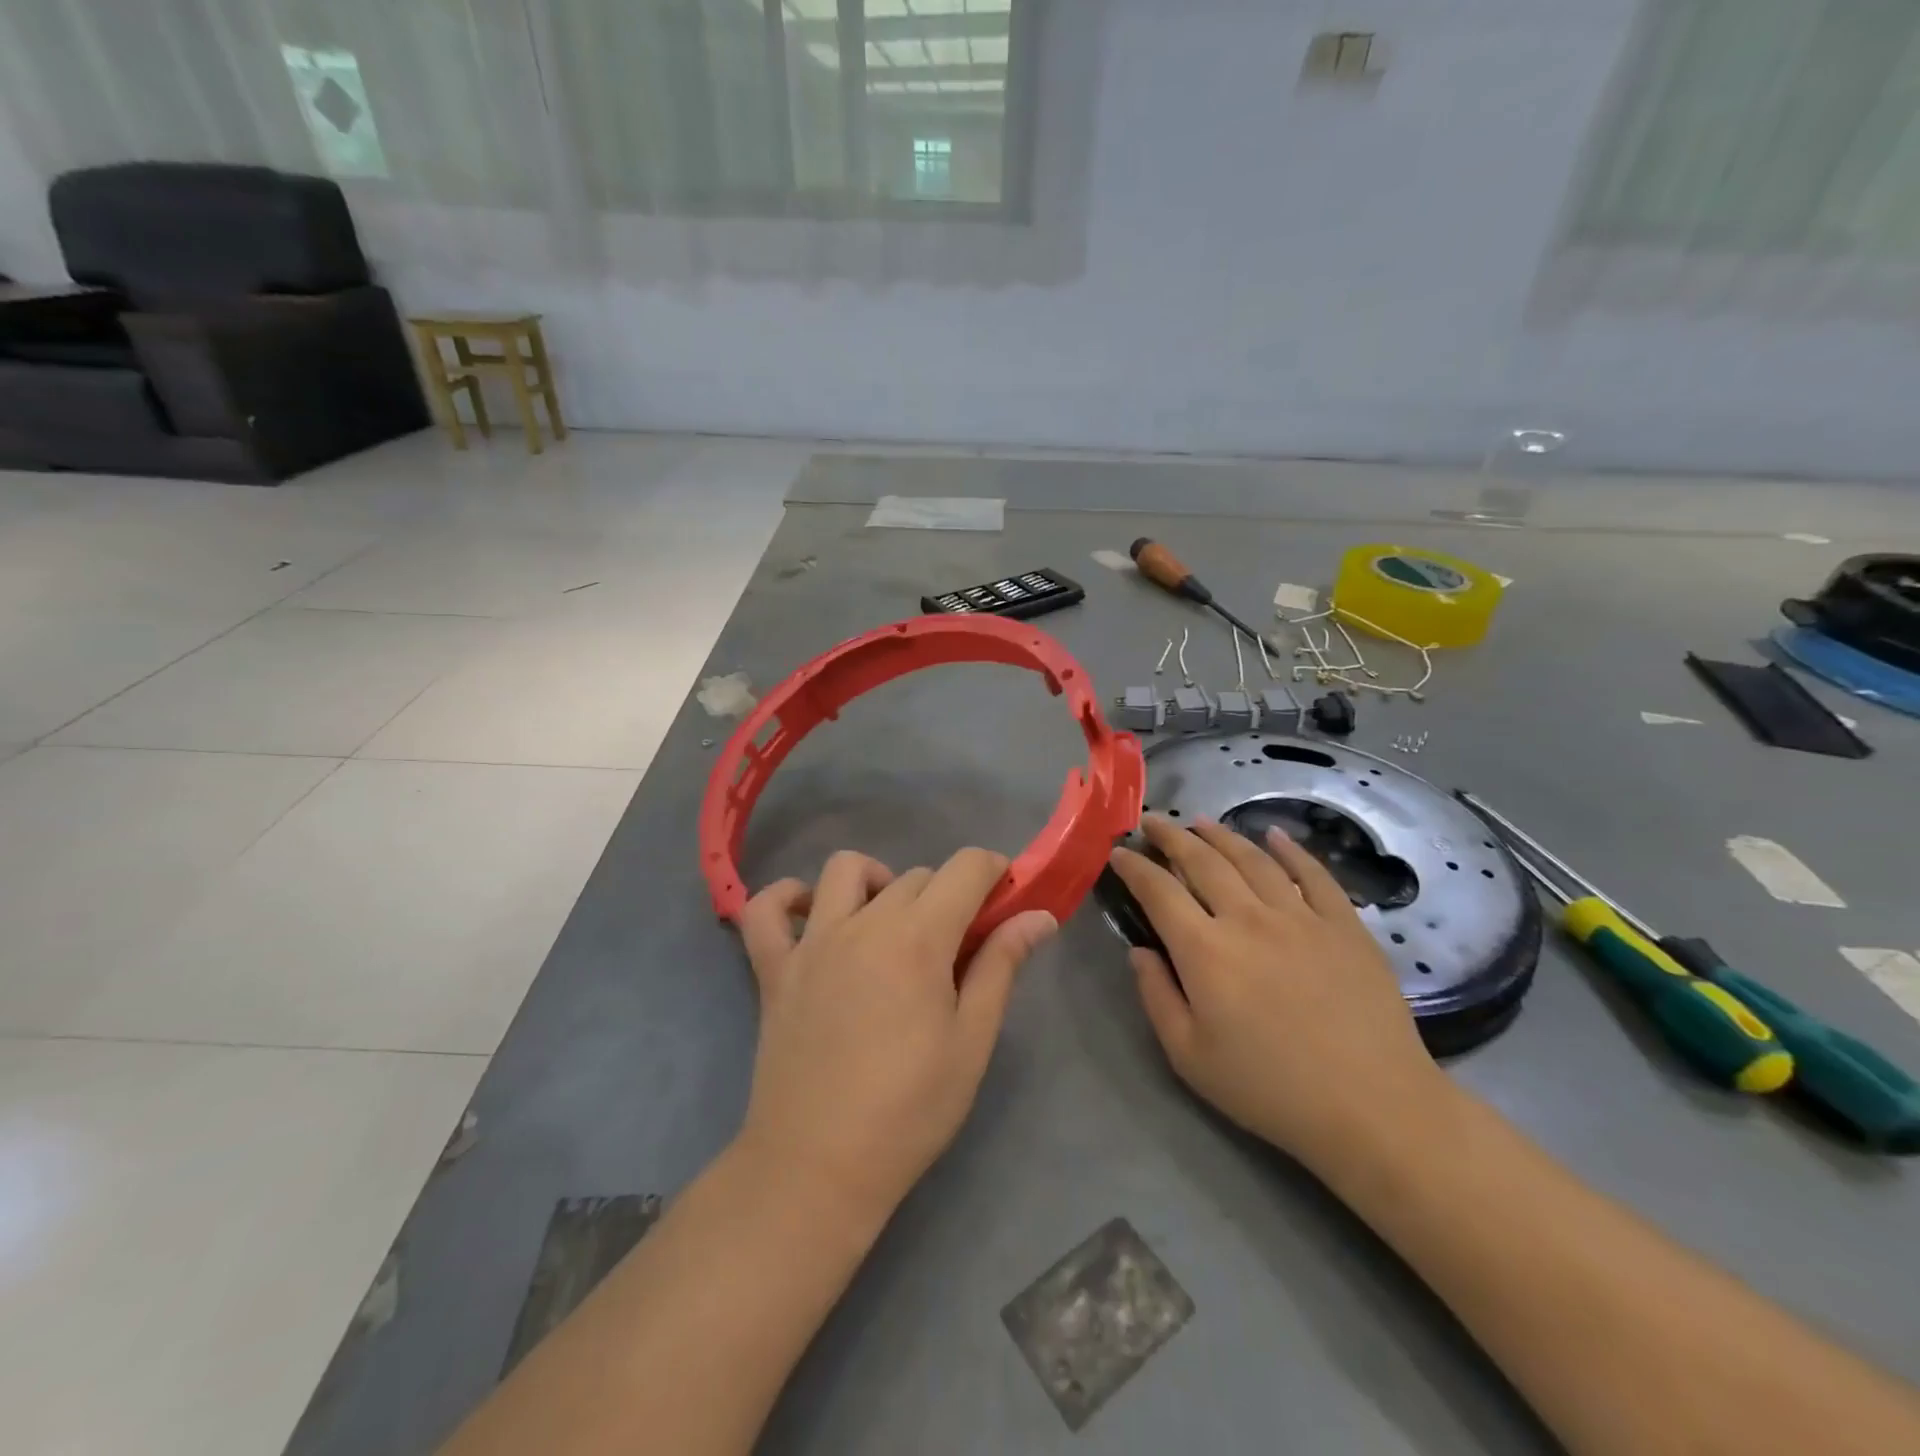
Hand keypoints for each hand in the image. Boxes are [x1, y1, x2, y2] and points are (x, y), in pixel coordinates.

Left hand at [733, 848, 1056, 1227]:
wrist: (818, 1167)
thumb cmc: (909, 1110)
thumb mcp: (971, 1041)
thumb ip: (1002, 966)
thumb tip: (1040, 916)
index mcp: (918, 938)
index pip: (965, 868)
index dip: (994, 871)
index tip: (1004, 898)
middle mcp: (863, 923)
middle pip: (916, 875)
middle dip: (948, 894)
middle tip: (957, 944)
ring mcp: (812, 942)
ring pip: (845, 870)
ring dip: (877, 880)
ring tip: (890, 923)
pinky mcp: (774, 967)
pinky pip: (764, 909)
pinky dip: (786, 898)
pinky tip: (811, 917)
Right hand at [1109, 815, 1444, 1167]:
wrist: (1373, 1108)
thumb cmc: (1271, 1089)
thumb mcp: (1190, 1057)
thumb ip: (1156, 997)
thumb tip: (1139, 952)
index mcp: (1205, 950)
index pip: (1158, 891)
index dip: (1135, 867)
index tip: (1119, 852)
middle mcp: (1248, 918)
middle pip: (1202, 861)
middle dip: (1172, 837)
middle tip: (1153, 822)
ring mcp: (1301, 916)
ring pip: (1253, 859)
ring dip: (1222, 835)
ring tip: (1202, 821)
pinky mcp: (1344, 925)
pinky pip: (1314, 874)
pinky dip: (1291, 849)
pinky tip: (1276, 835)